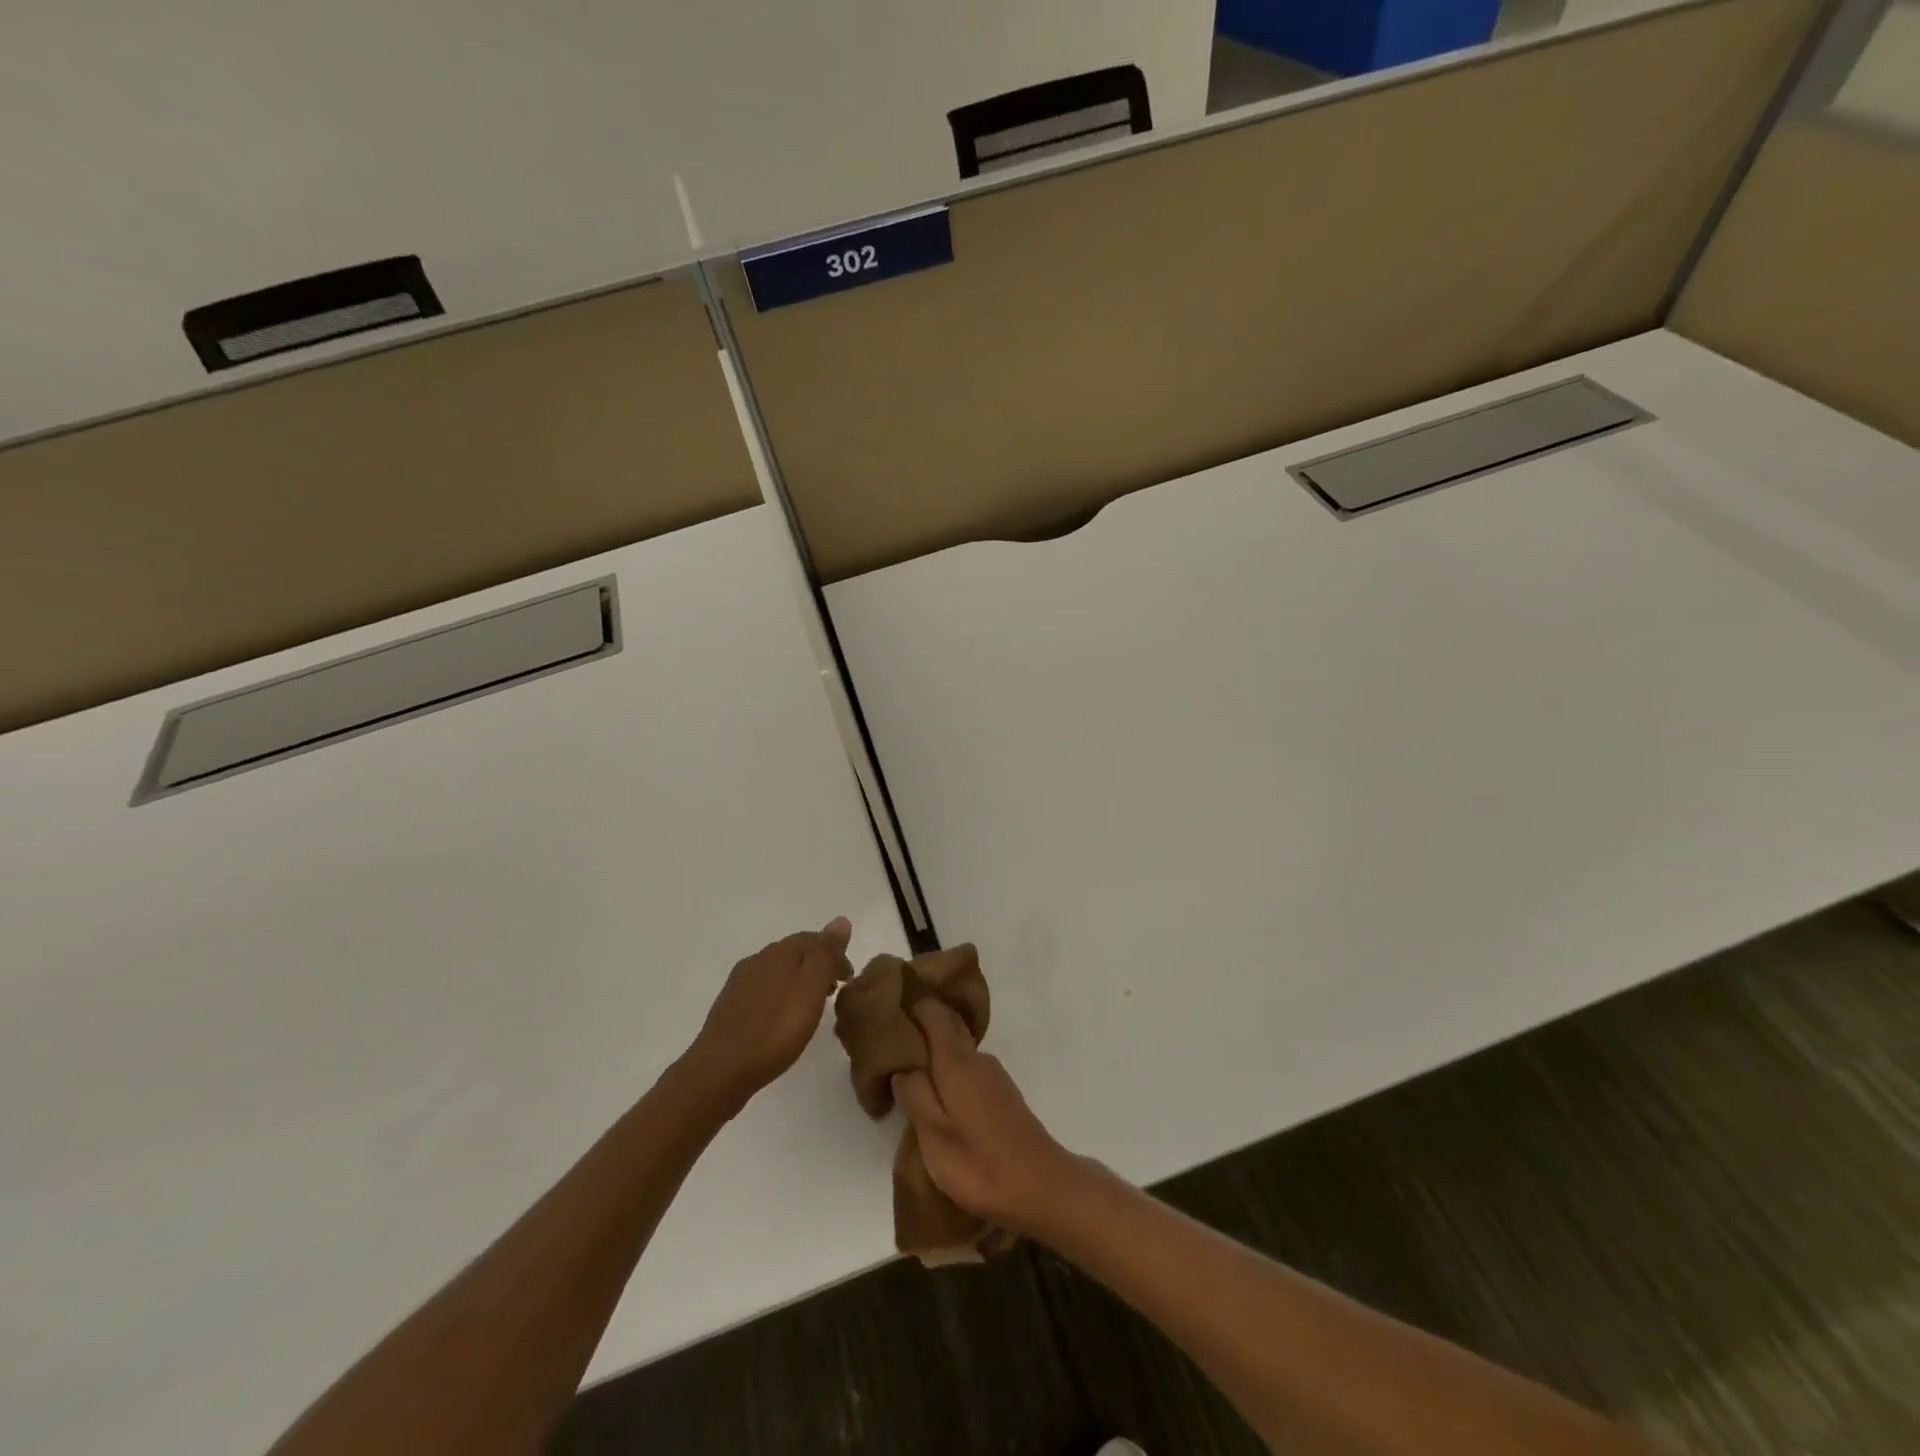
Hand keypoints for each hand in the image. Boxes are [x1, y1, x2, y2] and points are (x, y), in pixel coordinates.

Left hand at [684, 918, 854, 1105]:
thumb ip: (826, 953)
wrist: (720, 1071)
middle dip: (818, 966)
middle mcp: (758, 959)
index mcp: (780, 952)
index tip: (849, 980)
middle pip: (795, 953)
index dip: (836, 954)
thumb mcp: (811, 988)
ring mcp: (740, 982)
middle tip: (834, 992)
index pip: (814, 939)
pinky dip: (781, 995)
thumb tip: (840, 920)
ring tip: (812, 1007)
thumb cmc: (775, 1030)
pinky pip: (764, 990)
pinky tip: (782, 1018)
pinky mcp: (730, 1006)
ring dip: (799, 981)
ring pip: (779, 971)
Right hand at [890, 1000, 1082, 1232]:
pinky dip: (951, 1079)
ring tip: (910, 1085)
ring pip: (957, 1054)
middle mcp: (977, 1058)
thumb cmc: (979, 1163)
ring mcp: (994, 1076)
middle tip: (891, 1058)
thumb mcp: (934, 1134)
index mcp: (956, 1060)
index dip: (910, 1011)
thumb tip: (902, 1067)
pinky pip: (969, 1072)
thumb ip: (914, 1094)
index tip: (888, 1024)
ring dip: (934, 1062)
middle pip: (946, 1029)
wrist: (1042, 1187)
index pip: (932, 1012)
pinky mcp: (1004, 1096)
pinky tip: (941, 1106)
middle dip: (919, 1037)